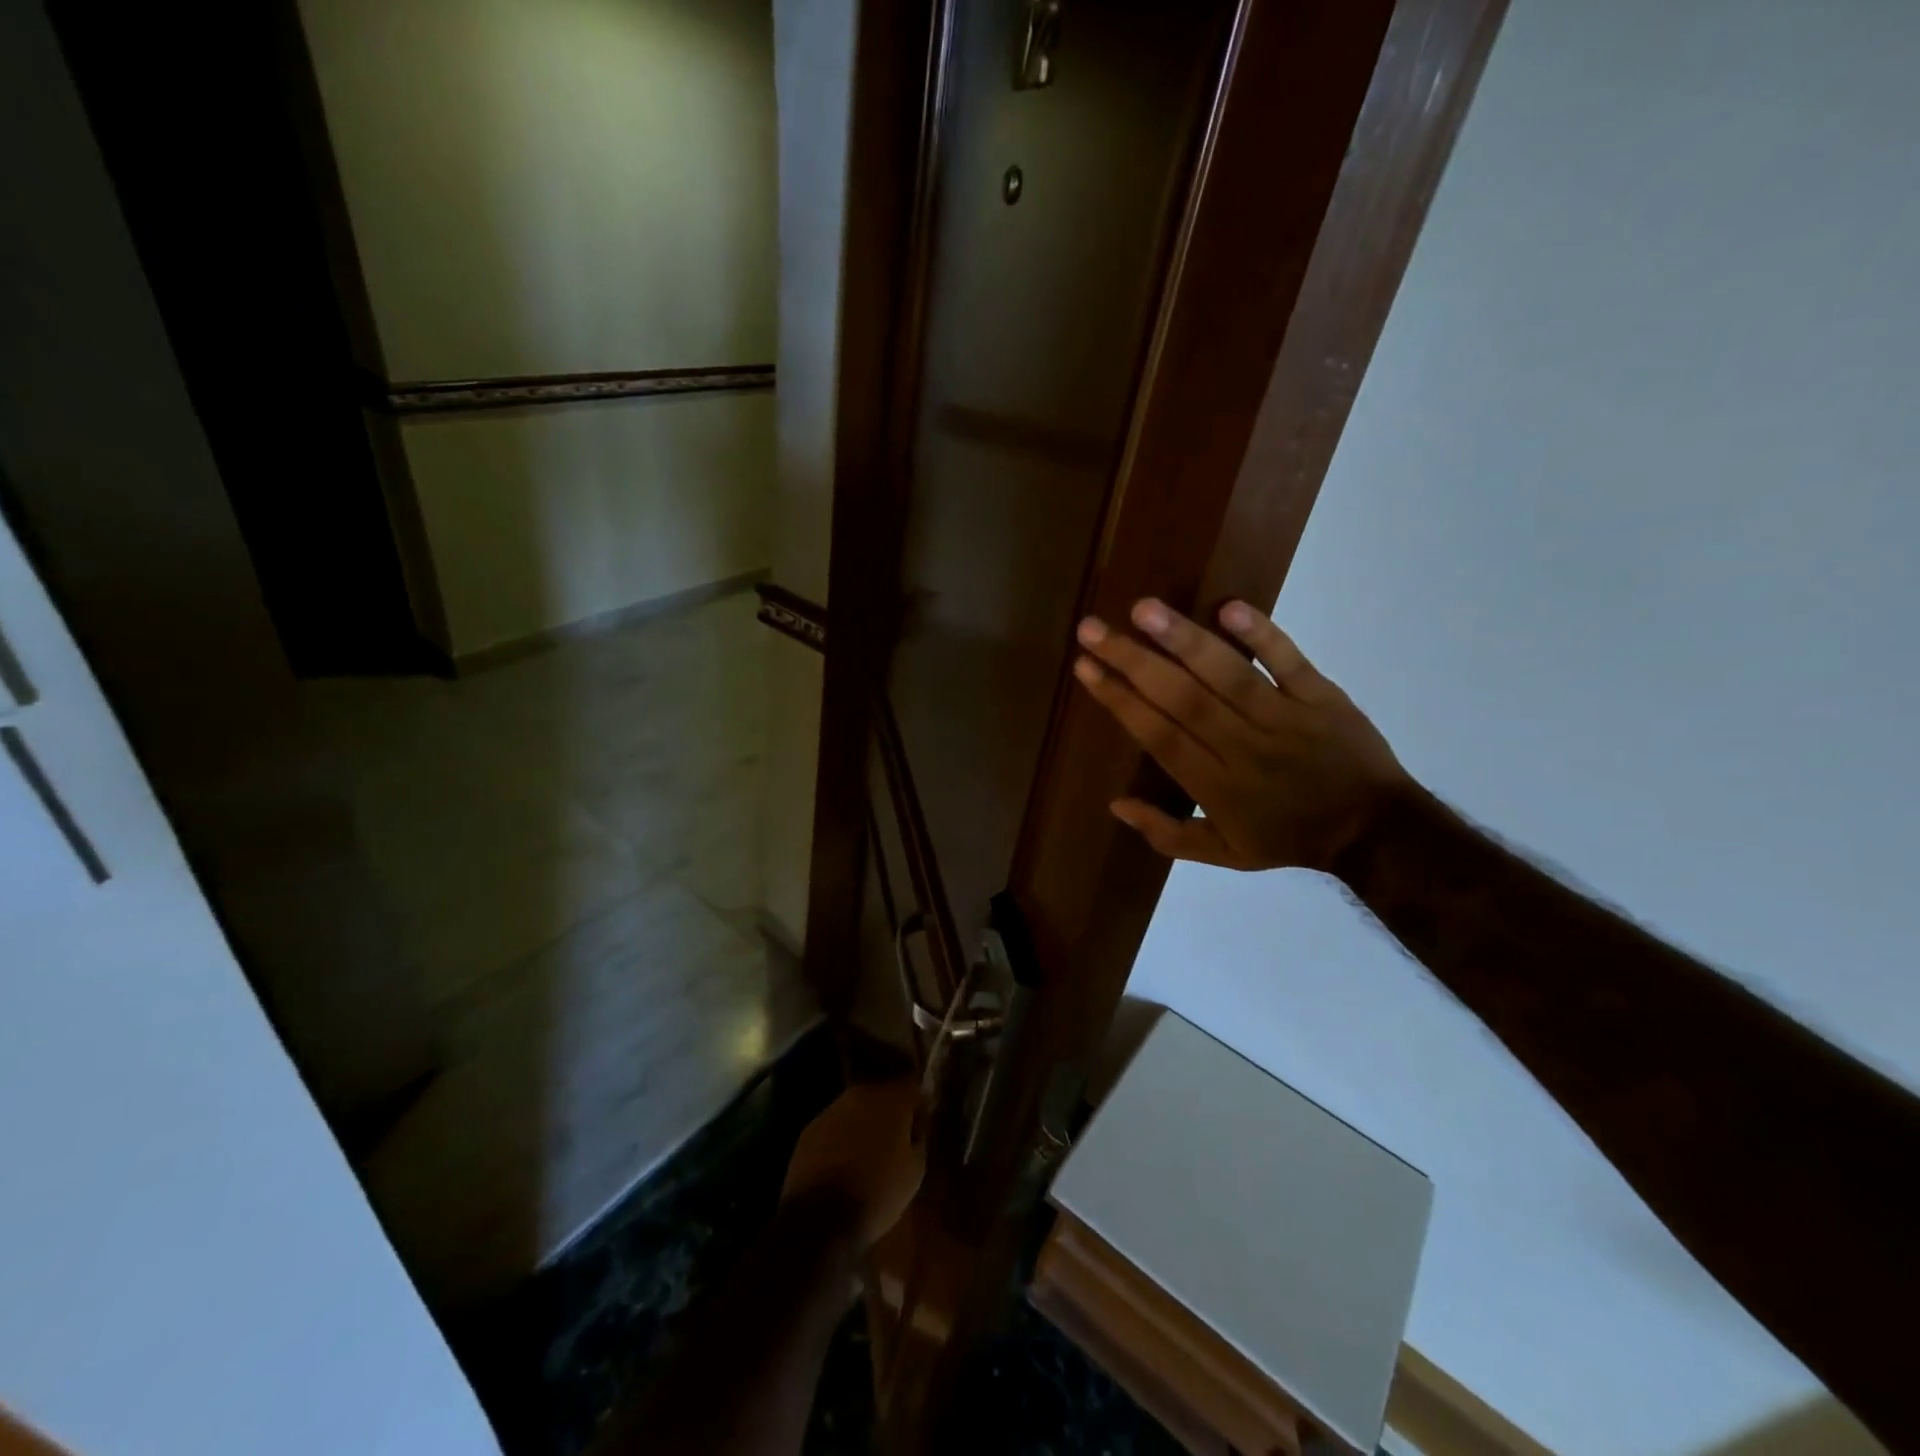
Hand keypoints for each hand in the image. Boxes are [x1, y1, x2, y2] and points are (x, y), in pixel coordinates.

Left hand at [781, 1079, 925, 1247]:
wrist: (820, 1219)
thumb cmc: (877, 1194)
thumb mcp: (914, 1172)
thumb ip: (918, 1140)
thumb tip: (915, 1128)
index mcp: (891, 1101)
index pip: (913, 1089)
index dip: (920, 1105)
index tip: (923, 1124)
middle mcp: (861, 1095)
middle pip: (882, 1095)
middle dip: (891, 1113)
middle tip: (897, 1139)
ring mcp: (832, 1110)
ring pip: (856, 1109)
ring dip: (865, 1123)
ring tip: (869, 1152)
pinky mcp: (809, 1129)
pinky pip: (835, 1126)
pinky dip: (842, 1137)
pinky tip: (844, 1162)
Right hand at [1072, 598, 1409, 874]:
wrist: (1376, 831)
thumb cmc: (1290, 838)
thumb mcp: (1225, 855)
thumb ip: (1168, 834)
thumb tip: (1116, 804)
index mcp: (1215, 785)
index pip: (1158, 735)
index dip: (1119, 700)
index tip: (1085, 668)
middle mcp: (1242, 746)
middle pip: (1181, 699)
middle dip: (1132, 661)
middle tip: (1092, 629)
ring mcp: (1284, 717)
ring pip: (1228, 675)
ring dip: (1184, 640)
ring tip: (1143, 609)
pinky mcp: (1321, 697)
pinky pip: (1290, 662)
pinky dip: (1263, 635)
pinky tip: (1229, 606)